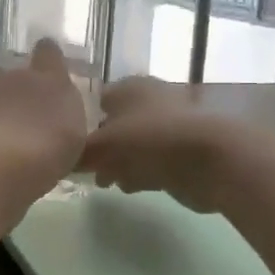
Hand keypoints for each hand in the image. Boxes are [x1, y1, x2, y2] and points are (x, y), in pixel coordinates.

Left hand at [0, 40, 87, 195]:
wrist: (3, 162)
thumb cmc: (51, 148)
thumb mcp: (75, 134)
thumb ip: (65, 117)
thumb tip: (56, 115)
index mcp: (49, 77)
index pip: (48, 50)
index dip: (47, 58)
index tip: (48, 70)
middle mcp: (15, 77)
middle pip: (10, 71)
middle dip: (13, 86)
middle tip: (22, 112)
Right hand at [81, 76, 264, 213]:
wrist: (211, 159)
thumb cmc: (151, 140)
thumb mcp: (103, 146)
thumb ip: (79, 153)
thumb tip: (62, 160)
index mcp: (129, 87)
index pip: (97, 99)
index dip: (81, 120)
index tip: (68, 144)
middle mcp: (150, 100)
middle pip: (116, 123)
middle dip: (101, 147)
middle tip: (86, 168)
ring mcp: (170, 126)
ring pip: (135, 144)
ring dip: (120, 163)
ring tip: (106, 182)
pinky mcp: (185, 151)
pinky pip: (153, 161)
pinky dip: (141, 172)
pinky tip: (131, 186)